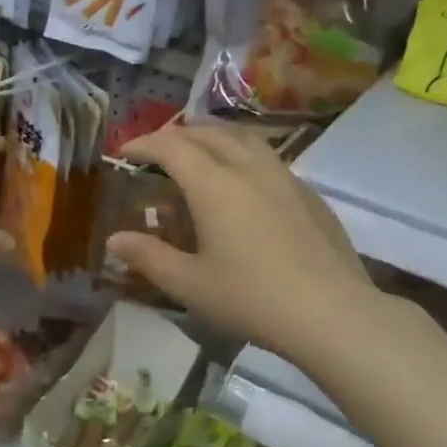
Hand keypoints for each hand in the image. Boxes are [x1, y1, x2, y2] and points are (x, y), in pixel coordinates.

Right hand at [106, 125, 389, 365]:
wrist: (331, 312)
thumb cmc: (251, 298)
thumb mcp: (189, 284)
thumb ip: (149, 257)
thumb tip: (115, 240)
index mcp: (214, 185)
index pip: (171, 146)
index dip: (143, 143)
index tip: (124, 152)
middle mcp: (249, 168)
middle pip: (208, 134)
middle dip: (176, 135)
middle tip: (156, 151)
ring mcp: (285, 177)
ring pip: (244, 139)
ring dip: (213, 137)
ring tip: (199, 152)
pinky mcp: (309, 194)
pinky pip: (268, 158)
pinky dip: (243, 155)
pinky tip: (244, 183)